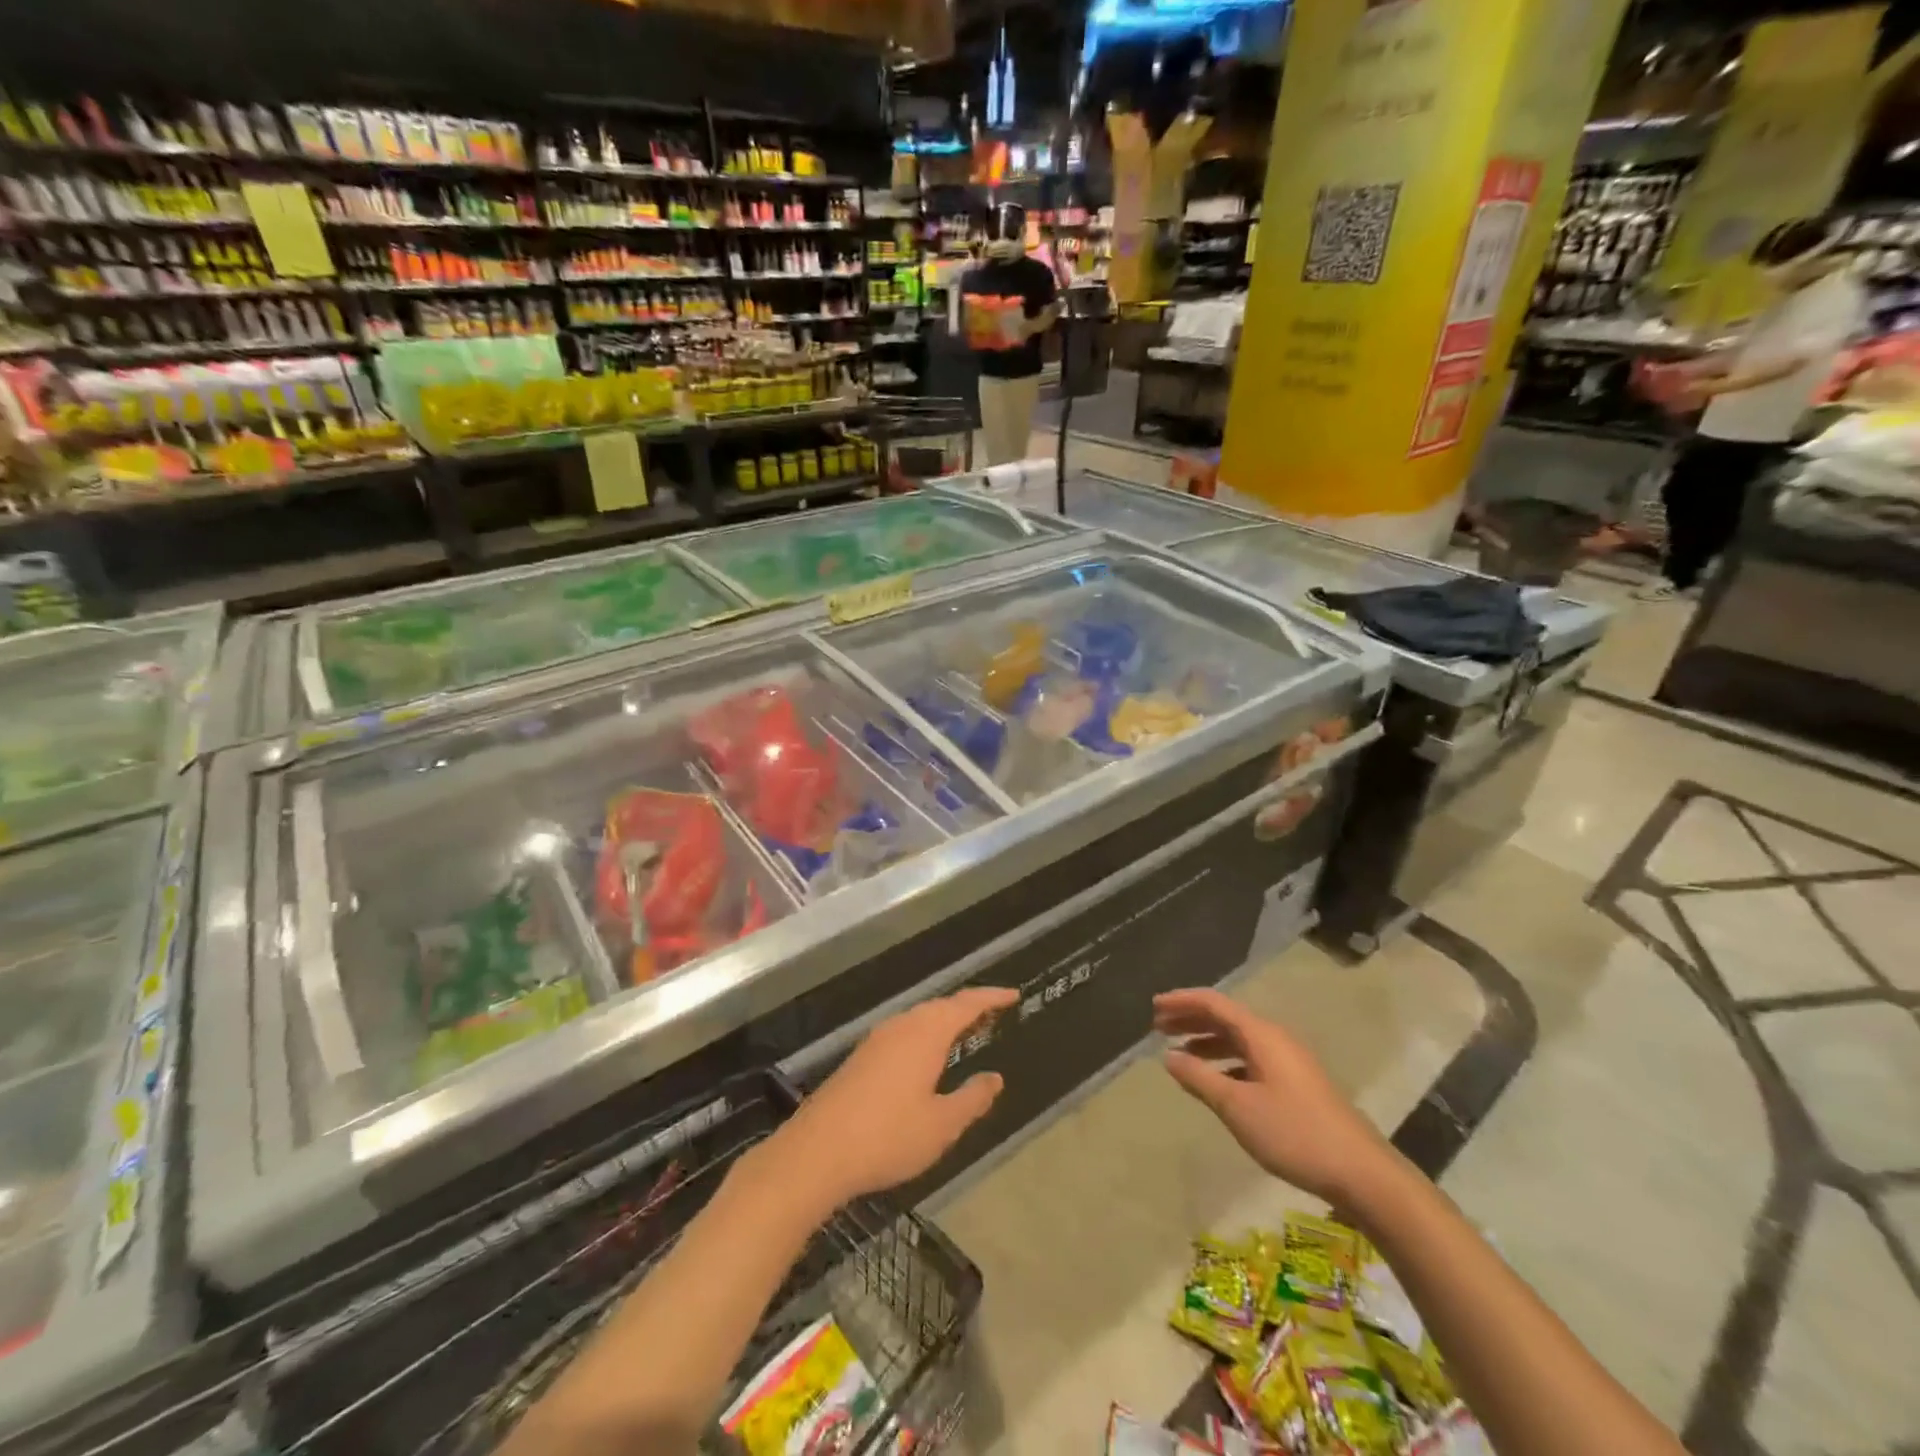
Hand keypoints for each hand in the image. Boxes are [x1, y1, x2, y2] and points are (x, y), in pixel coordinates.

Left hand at [760, 987, 1015, 1213]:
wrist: (817, 1152)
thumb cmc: (887, 1137)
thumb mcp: (941, 1125)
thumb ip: (972, 1099)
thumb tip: (994, 1078)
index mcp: (926, 1034)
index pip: (966, 1004)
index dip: (991, 998)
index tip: (1014, 995)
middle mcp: (902, 1026)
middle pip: (941, 1006)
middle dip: (969, 1007)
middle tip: (994, 1013)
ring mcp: (878, 1039)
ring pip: (920, 1018)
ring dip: (946, 1020)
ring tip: (966, 1032)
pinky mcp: (862, 1057)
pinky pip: (905, 1031)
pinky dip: (926, 1033)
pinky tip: (927, 1056)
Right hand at [1155, 988, 1399, 1205]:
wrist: (1362, 1173)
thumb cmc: (1294, 1133)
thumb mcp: (1238, 1107)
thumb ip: (1200, 1078)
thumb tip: (1168, 1056)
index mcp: (1261, 1035)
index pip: (1214, 1003)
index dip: (1182, 1001)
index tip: (1153, 1007)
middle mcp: (1275, 1039)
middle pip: (1226, 1017)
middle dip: (1191, 1018)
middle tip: (1158, 1026)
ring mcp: (1288, 1062)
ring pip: (1239, 1040)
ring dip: (1206, 1041)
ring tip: (1178, 1053)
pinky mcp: (1296, 1084)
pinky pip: (1250, 1059)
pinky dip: (1225, 1061)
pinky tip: (1214, 1080)